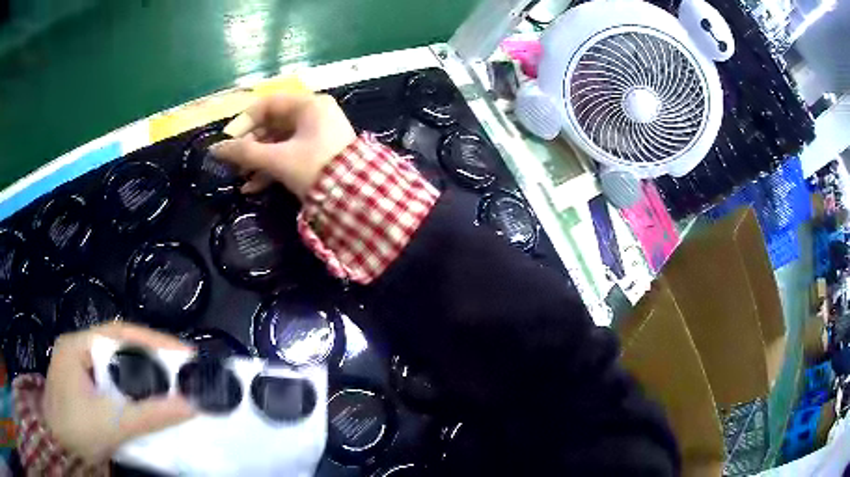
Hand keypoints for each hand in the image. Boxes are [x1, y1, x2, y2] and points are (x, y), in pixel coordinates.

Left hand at [43, 323, 195, 463]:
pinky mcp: (87, 389)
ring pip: (118, 366)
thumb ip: (149, 415)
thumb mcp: (111, 424)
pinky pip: (115, 383)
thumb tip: (190, 405)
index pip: (119, 333)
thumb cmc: (77, 431)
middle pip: (120, 346)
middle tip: (184, 367)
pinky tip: (149, 397)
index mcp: (77, 346)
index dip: (153, 340)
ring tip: (173, 380)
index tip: (185, 352)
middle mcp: (78, 350)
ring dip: (144, 374)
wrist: (62, 450)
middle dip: (152, 355)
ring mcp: (81, 369)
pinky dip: (135, 389)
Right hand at [212, 93, 356, 199]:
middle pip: (272, 124)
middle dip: (250, 146)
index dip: (244, 121)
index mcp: (308, 105)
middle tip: (234, 162)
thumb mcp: (278, 160)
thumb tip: (215, 149)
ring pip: (280, 142)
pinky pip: (290, 154)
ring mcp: (318, 134)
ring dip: (258, 160)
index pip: (268, 104)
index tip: (228, 140)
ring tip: (241, 178)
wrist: (356, 197)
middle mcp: (314, 114)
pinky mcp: (319, 153)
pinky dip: (273, 167)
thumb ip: (245, 153)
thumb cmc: (315, 168)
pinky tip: (254, 186)